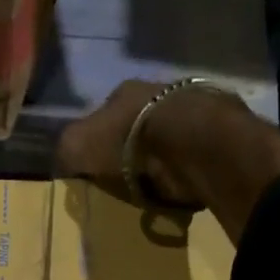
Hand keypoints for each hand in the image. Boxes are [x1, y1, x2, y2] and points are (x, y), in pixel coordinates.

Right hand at [55, 79, 279, 244]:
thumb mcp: (79, 145)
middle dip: (133, 150)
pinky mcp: (217, 132)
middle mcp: (159, 92)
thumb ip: (67, 149)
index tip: (98, 170)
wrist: (189, 141)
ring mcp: (191, 109)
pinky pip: (192, 154)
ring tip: (156, 188)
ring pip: (168, 137)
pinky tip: (180, 186)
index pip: (105, 115)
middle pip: (139, 125)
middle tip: (127, 181)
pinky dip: (185, 169)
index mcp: (124, 91)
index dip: (99, 142)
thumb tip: (62, 160)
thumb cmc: (128, 140)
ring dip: (162, 160)